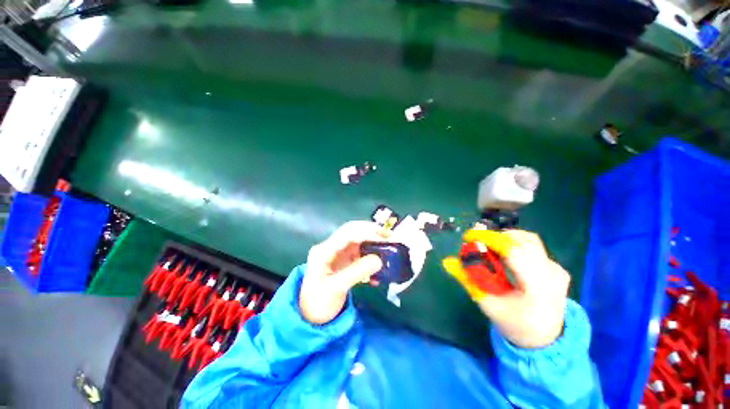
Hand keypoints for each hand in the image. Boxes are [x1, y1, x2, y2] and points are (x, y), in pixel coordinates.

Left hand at [300, 221, 384, 324]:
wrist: (310, 315)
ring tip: (387, 247)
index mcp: (324, 251)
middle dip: (370, 231)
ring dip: (372, 242)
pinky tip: (378, 266)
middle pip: (352, 231)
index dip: (366, 233)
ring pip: (357, 240)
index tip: (384, 238)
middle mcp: (330, 247)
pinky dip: (370, 255)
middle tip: (389, 236)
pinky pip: (359, 251)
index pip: (347, 234)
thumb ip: (357, 272)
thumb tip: (379, 259)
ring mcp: (337, 252)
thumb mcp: (336, 288)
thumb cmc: (319, 302)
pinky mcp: (343, 259)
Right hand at [443, 230, 569, 347]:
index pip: (513, 251)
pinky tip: (504, 256)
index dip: (489, 239)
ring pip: (528, 240)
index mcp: (537, 287)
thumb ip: (468, 280)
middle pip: (522, 241)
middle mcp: (551, 274)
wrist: (544, 336)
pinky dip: (513, 244)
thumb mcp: (487, 304)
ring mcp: (557, 269)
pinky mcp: (556, 267)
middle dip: (495, 237)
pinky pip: (532, 246)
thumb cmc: (514, 323)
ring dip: (504, 239)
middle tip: (477, 243)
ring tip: (489, 248)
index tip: (468, 236)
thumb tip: (447, 261)